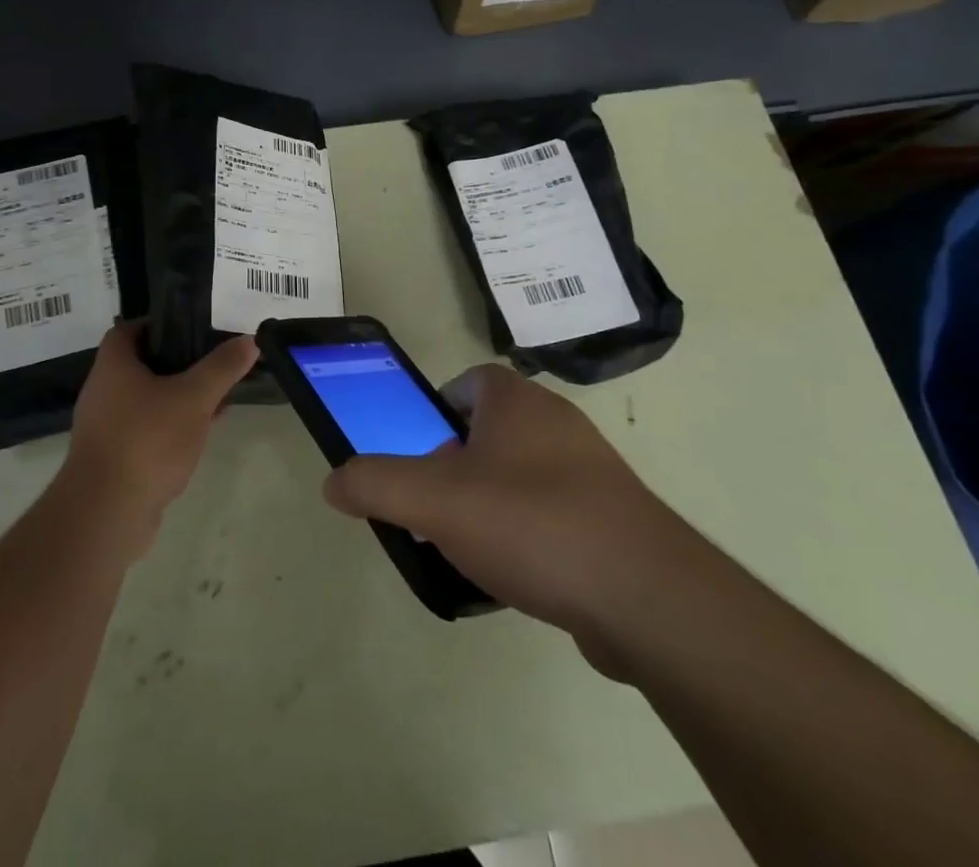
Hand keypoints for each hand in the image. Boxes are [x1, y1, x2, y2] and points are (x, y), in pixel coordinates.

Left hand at [59, 321, 257, 557]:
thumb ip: (222, 368)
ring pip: (147, 400)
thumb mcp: (193, 398)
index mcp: (113, 365)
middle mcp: (103, 391)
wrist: (106, 514)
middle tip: (212, 360)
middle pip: (142, 364)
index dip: (159, 323)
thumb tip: (249, 339)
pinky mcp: (114, 458)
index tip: (192, 326)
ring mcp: (106, 427)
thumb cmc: (147, 440)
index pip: (129, 329)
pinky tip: (201, 433)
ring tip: (216, 395)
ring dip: (178, 396)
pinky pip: (147, 430)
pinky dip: (171, 426)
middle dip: (178, 362)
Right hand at [323, 365, 688, 668]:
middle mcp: (556, 423)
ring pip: (522, 475)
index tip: (418, 451)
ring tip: (468, 547)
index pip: (468, 382)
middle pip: (491, 431)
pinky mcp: (613, 519)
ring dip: (491, 502)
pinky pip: (554, 514)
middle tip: (434, 505)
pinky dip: (529, 535)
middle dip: (457, 464)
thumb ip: (377, 484)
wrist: (646, 596)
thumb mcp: (435, 501)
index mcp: (516, 402)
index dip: (436, 410)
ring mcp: (591, 471)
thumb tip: (333, 481)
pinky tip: (516, 577)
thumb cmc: (531, 523)